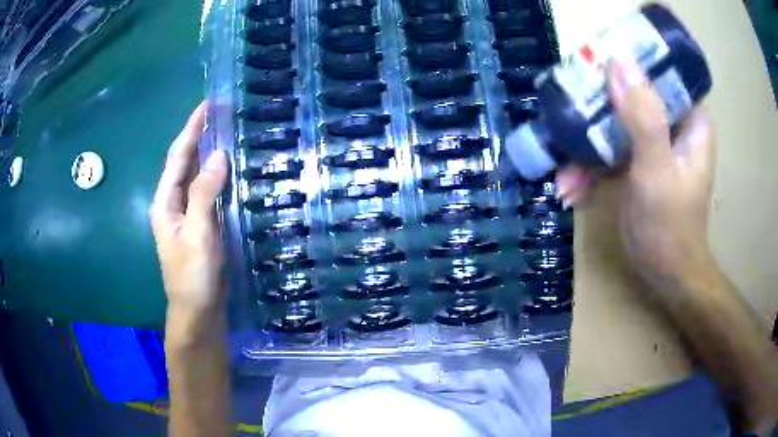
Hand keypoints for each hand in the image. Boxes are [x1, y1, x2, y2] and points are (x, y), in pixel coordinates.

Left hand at [150, 103, 228, 312]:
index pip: (177, 157)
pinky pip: (208, 193)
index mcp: (165, 202)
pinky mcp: (201, 225)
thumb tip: (218, 156)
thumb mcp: (197, 233)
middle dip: (199, 136)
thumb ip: (204, 193)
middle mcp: (173, 203)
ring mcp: (187, 215)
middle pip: (185, 163)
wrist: (198, 311)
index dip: (191, 129)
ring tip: (228, 132)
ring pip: (197, 177)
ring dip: (209, 154)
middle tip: (222, 113)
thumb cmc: (193, 275)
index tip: (207, 104)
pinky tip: (231, 170)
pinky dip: (218, 177)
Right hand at [557, 58, 716, 285]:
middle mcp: (675, 125)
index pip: (657, 75)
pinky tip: (572, 190)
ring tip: (564, 180)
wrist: (666, 275)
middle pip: (630, 98)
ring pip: (616, 126)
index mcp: (691, 120)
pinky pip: (612, 151)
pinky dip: (591, 169)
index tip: (593, 75)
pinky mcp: (640, 161)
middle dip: (596, 117)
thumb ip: (643, 118)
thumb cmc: (670, 226)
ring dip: (587, 151)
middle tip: (567, 127)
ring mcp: (656, 144)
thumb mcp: (657, 171)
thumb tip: (619, 63)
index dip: (625, 69)